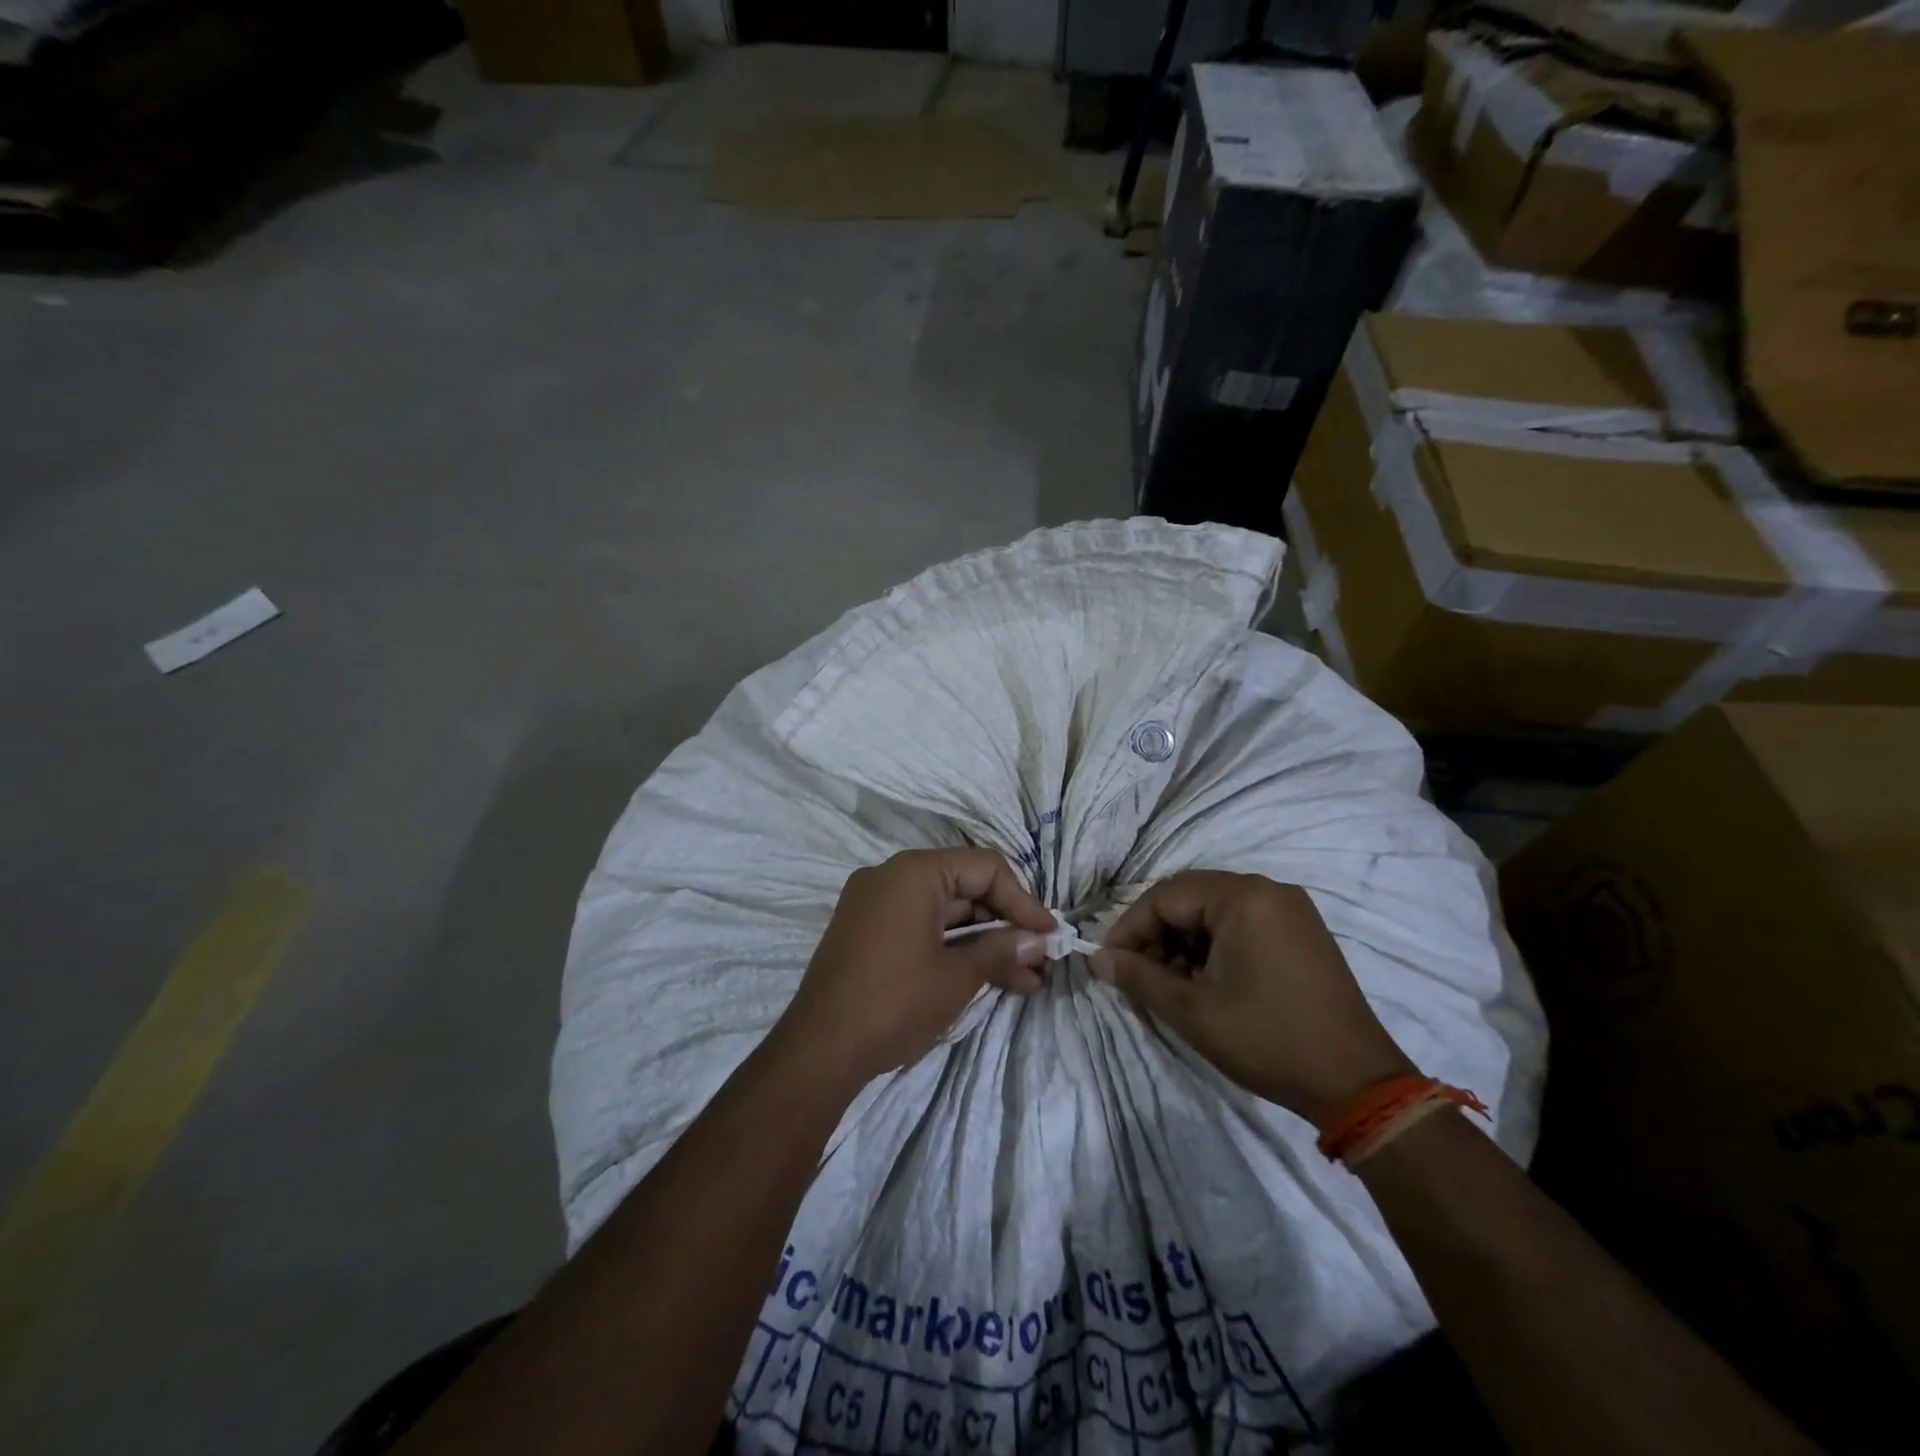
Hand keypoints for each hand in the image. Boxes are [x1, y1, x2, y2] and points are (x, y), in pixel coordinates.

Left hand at [773, 848, 1058, 1084]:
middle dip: (1005, 926)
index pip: (985, 868)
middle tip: (1039, 960)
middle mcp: (891, 876)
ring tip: (1025, 980)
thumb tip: (1038, 940)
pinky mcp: (866, 932)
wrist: (819, 1050)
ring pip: (945, 912)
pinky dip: (951, 948)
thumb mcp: (957, 976)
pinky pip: (920, 927)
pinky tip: (986, 978)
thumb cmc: (895, 1002)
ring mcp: (875, 904)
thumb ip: (1001, 949)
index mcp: (914, 872)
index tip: (1049, 935)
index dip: (1023, 900)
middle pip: (964, 887)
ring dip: (983, 943)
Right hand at [1092, 871, 1414, 1123]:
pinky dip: (1214, 946)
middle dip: (1156, 935)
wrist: (1358, 1083)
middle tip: (1138, 974)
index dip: (1130, 928)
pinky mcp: (1302, 932)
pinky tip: (1205, 982)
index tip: (1109, 962)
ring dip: (1184, 942)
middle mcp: (1268, 890)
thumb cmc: (1269, 1040)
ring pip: (1214, 912)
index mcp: (1243, 897)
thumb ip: (1139, 978)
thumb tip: (1097, 959)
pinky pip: (1242, 923)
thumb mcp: (1193, 1012)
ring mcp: (1290, 909)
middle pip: (1190, 899)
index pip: (1165, 896)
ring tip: (1171, 984)